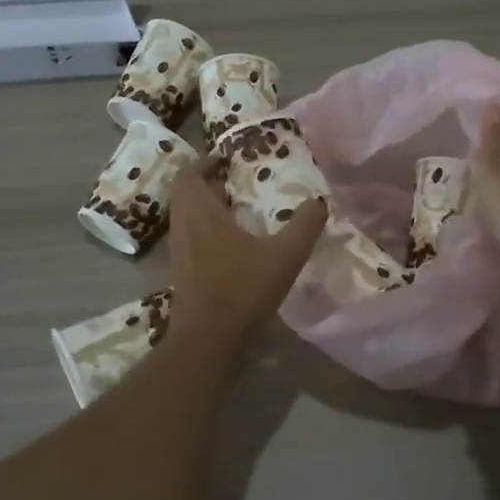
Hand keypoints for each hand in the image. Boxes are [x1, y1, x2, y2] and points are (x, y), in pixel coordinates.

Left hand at [168, 157, 327, 345]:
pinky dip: (203, 226)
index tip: (226, 158)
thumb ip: (304, 226)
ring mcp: (178, 250)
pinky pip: (187, 234)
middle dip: (204, 180)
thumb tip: (320, 202)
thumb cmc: (242, 290)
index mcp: (202, 213)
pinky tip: (229, 241)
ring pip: (184, 214)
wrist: (207, 340)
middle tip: (232, 179)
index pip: (189, 174)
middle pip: (184, 192)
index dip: (204, 162)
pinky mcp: (180, 271)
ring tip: (233, 205)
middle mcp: (184, 226)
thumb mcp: (284, 256)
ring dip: (202, 204)